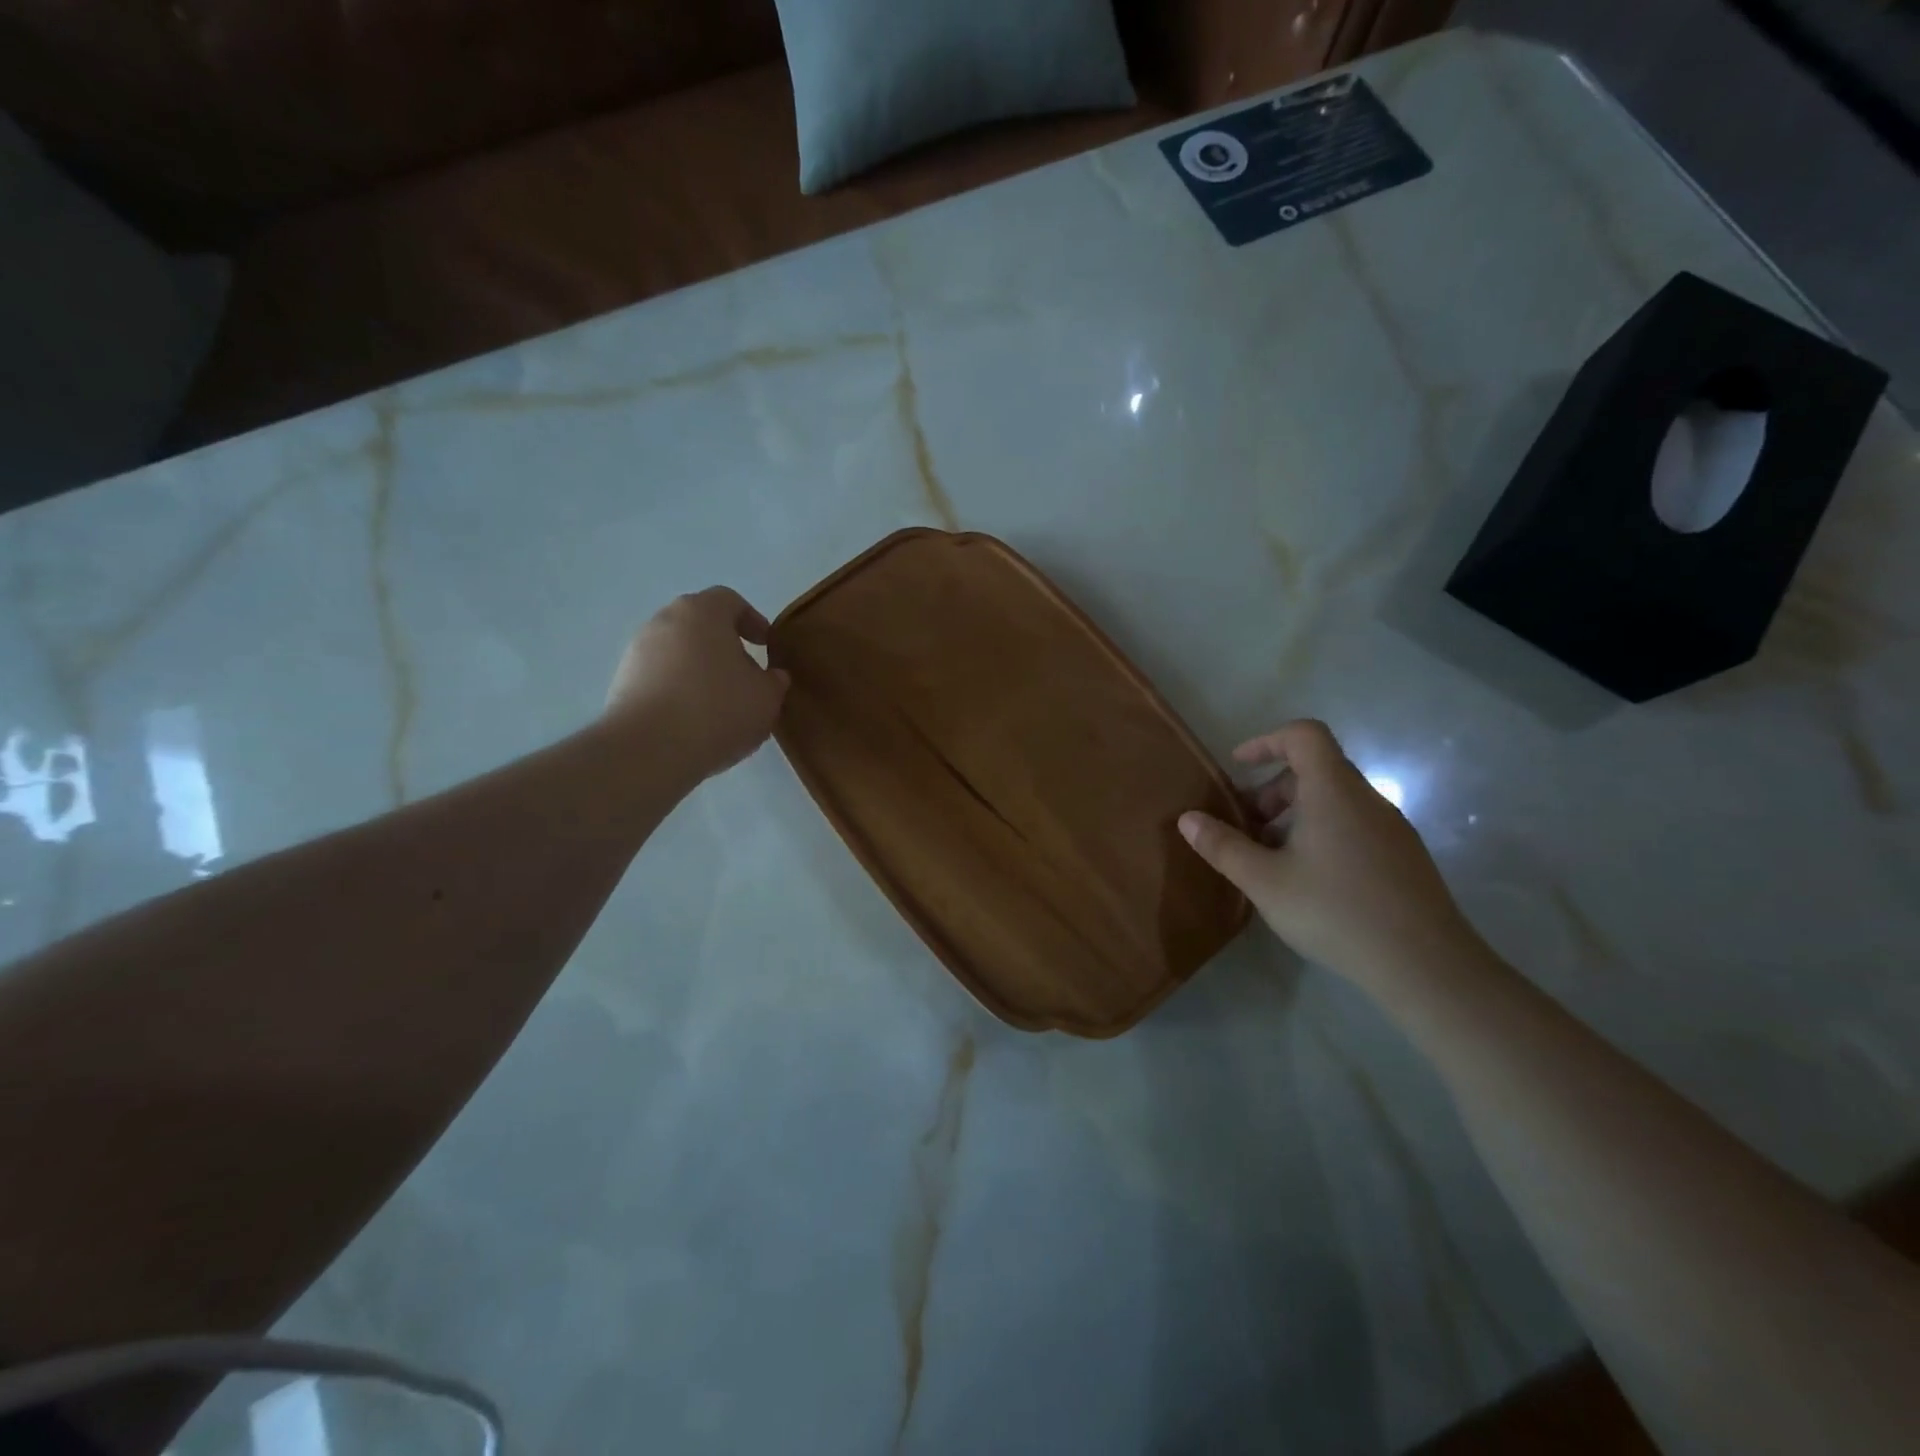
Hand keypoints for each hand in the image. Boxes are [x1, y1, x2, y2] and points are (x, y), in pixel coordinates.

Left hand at [605, 587, 790, 783]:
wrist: (649, 749)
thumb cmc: (718, 710)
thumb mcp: (766, 698)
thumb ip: (774, 681)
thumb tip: (772, 676)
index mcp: (702, 612)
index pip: (730, 601)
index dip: (753, 620)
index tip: (766, 645)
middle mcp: (664, 620)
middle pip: (700, 624)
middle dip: (724, 645)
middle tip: (745, 674)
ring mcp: (637, 650)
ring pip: (678, 651)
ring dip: (699, 668)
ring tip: (719, 702)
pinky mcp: (622, 681)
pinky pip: (659, 676)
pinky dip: (678, 688)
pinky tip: (693, 719)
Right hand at [1179, 720, 1478, 988]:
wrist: (1427, 966)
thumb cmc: (1336, 912)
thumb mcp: (1264, 881)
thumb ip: (1223, 846)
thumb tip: (1188, 818)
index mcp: (1333, 792)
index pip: (1304, 735)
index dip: (1267, 741)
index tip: (1239, 766)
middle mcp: (1367, 799)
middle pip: (1317, 770)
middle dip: (1273, 790)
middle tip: (1246, 827)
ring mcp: (1392, 829)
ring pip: (1336, 801)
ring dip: (1296, 816)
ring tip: (1272, 859)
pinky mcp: (1405, 858)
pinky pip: (1355, 826)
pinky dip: (1323, 834)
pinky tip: (1310, 881)